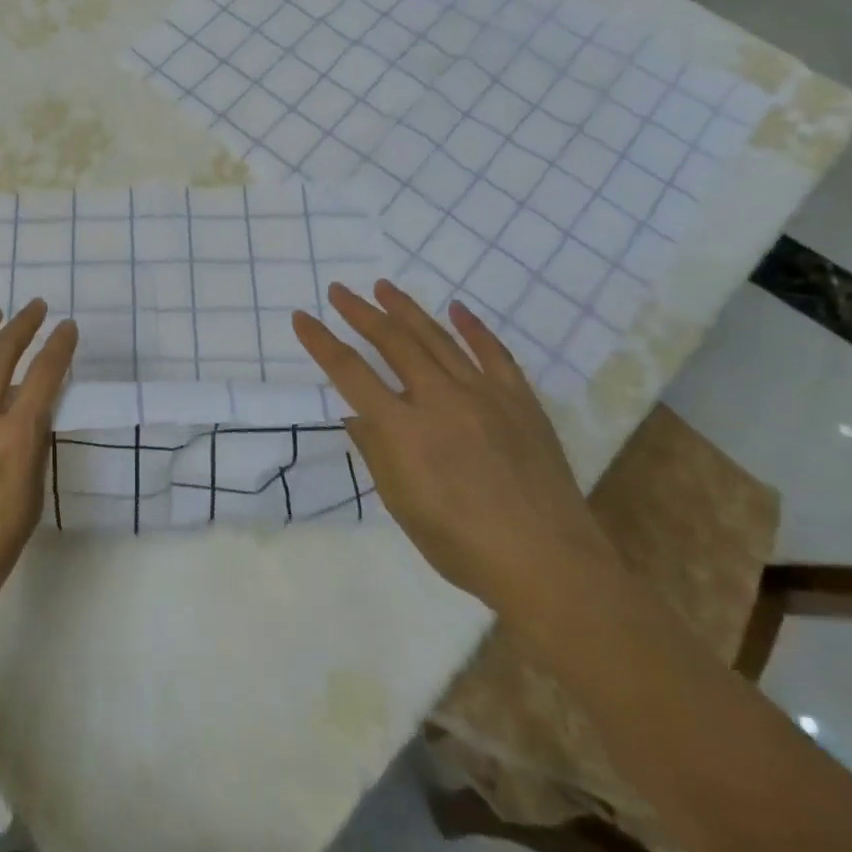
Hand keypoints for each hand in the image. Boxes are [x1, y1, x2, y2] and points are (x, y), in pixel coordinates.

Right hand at [293, 281, 612, 620]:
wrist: (549, 565)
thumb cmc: (463, 546)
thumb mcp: (402, 506)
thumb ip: (377, 453)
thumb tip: (357, 416)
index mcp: (403, 430)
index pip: (350, 372)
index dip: (322, 342)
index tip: (302, 317)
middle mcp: (438, 400)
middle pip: (392, 342)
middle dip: (360, 312)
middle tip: (339, 290)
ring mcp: (483, 395)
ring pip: (437, 338)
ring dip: (406, 309)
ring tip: (383, 287)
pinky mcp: (519, 400)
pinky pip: (494, 353)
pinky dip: (473, 327)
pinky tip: (457, 307)